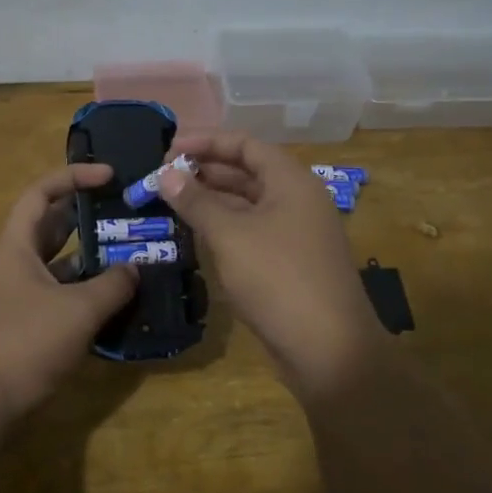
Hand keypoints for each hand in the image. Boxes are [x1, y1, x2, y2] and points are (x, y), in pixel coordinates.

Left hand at [0, 164, 138, 420]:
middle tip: (126, 214)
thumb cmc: (23, 343)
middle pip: (52, 225)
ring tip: (130, 253)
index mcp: (16, 246)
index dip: (74, 176)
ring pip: (58, 263)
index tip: (110, 175)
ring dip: (90, 257)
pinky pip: (60, 294)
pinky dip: (85, 291)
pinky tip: (115, 299)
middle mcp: (15, 263)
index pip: (42, 193)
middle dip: (88, 216)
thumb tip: (136, 268)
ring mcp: (18, 295)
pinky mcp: (25, 323)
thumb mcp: (77, 311)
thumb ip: (112, 286)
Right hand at [160, 131, 386, 397]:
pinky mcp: (290, 264)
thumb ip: (196, 201)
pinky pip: (252, 232)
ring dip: (211, 201)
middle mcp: (297, 200)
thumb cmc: (278, 278)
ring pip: (247, 205)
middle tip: (163, 178)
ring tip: (170, 203)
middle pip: (247, 173)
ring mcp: (296, 234)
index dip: (206, 142)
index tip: (168, 149)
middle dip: (204, 172)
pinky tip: (195, 236)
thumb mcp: (230, 235)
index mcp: (291, 182)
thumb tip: (167, 174)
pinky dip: (224, 228)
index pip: (246, 145)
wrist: (329, 350)